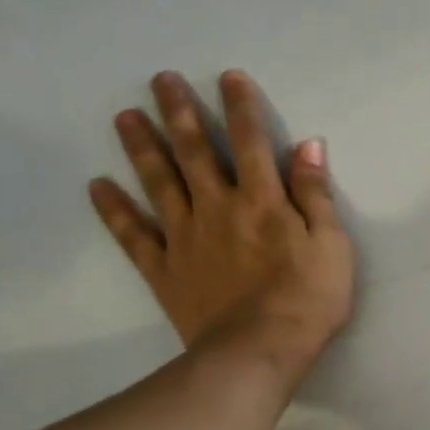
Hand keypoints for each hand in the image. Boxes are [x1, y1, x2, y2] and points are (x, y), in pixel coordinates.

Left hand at [89, 70, 353, 372]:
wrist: (258, 352)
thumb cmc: (307, 299)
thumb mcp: (332, 245)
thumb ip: (316, 195)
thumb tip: (308, 146)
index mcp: (262, 200)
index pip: (250, 142)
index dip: (240, 107)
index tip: (227, 77)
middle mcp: (217, 207)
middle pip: (194, 151)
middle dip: (180, 112)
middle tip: (160, 79)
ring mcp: (184, 237)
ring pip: (158, 182)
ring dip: (141, 147)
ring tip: (123, 115)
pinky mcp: (163, 269)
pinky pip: (133, 234)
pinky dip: (113, 210)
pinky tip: (97, 186)